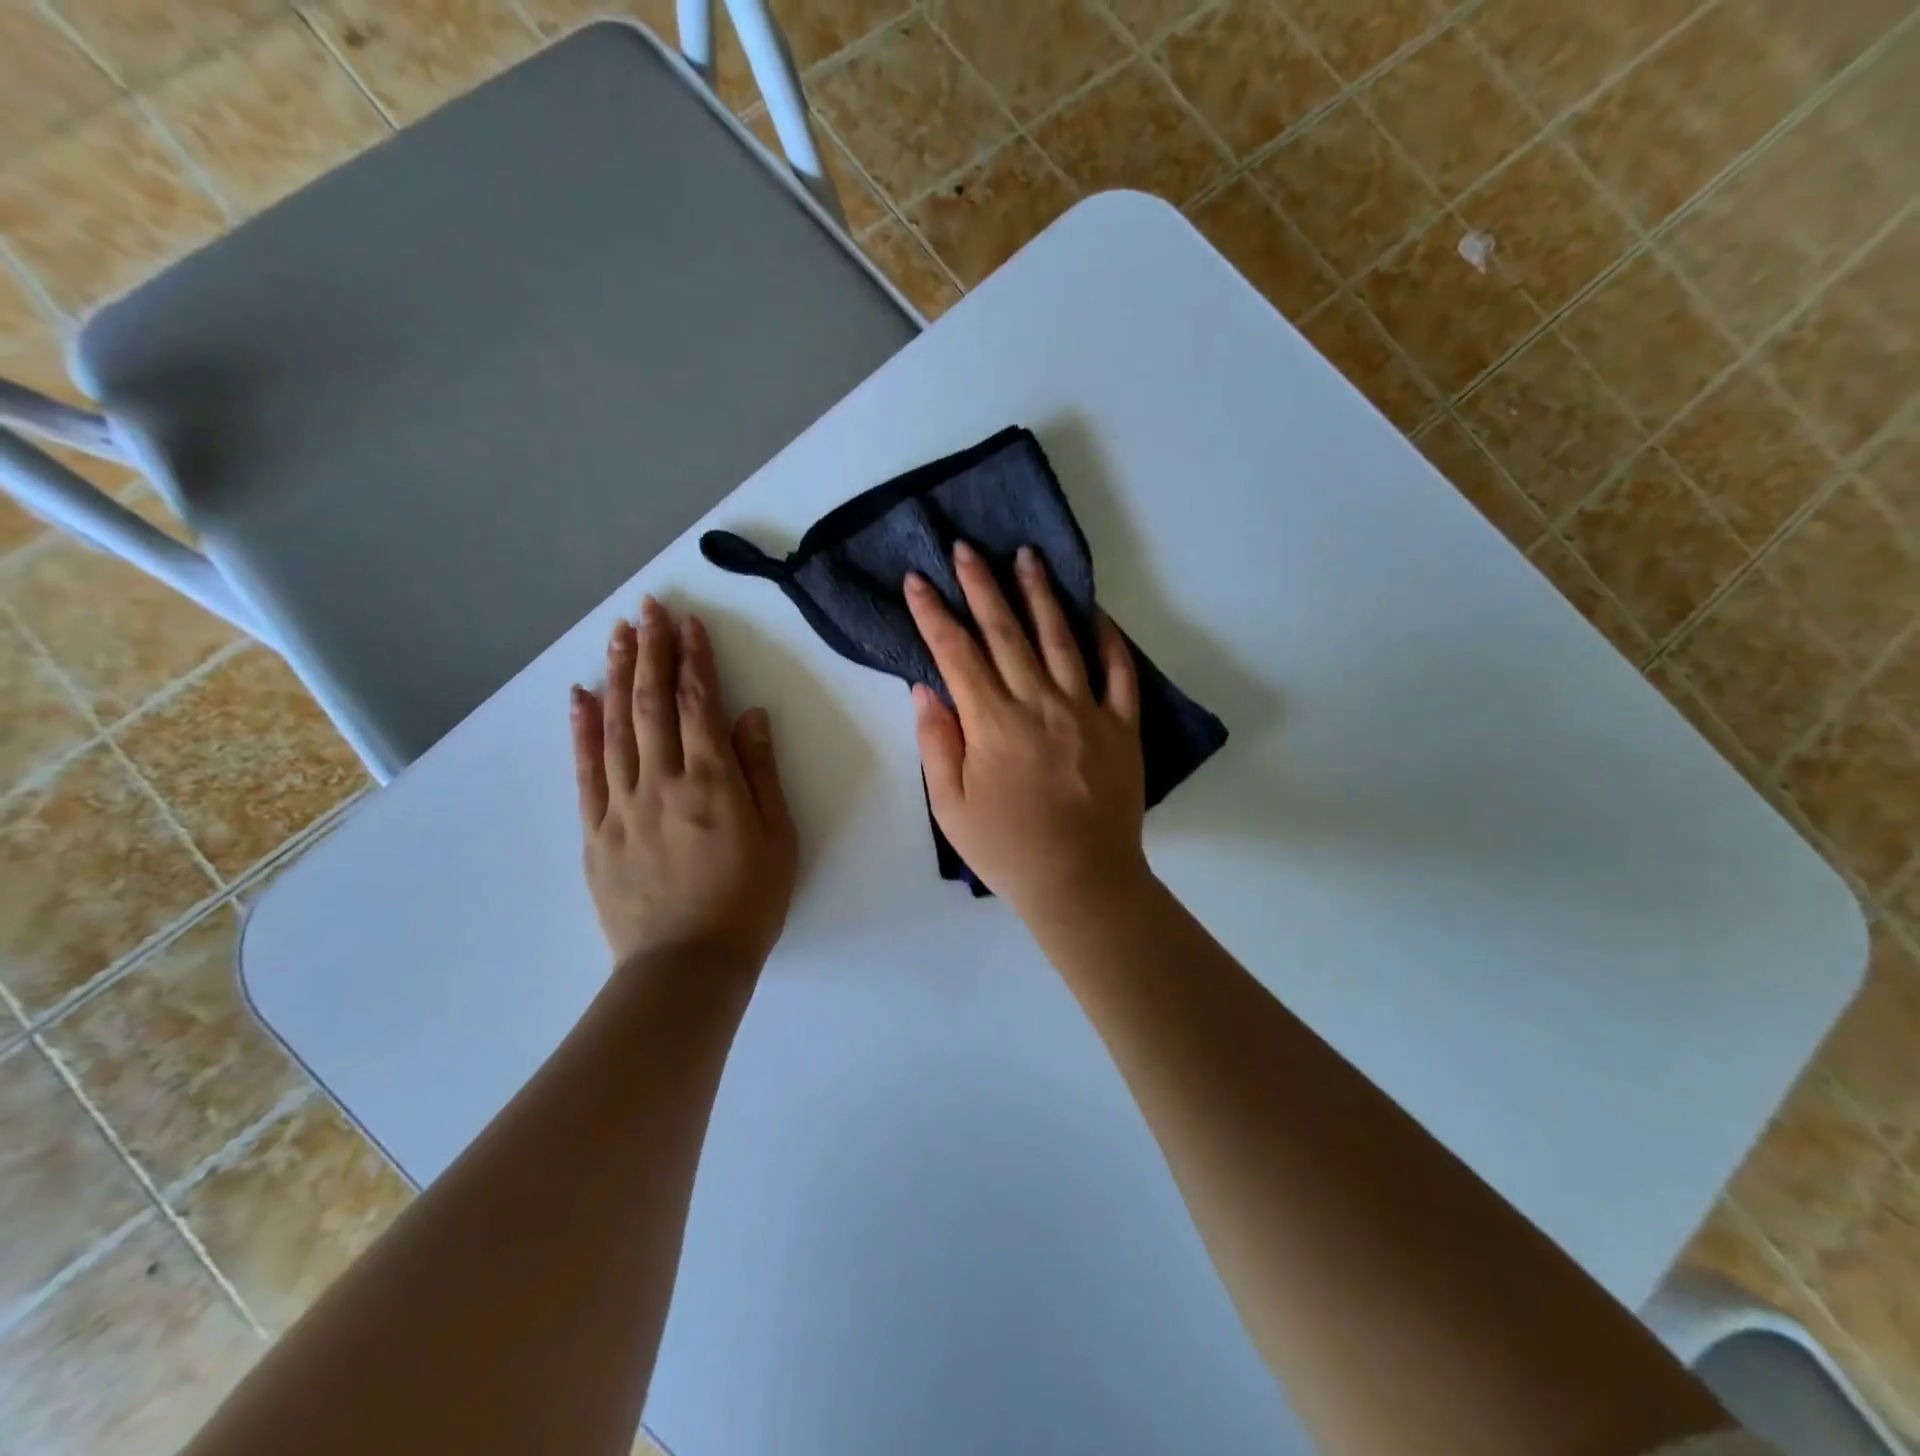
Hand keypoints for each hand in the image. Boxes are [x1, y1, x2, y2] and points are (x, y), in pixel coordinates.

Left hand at [570, 598, 797, 975]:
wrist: (687, 966)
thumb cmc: (748, 901)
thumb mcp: (778, 837)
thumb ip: (761, 772)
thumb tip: (750, 715)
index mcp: (713, 782)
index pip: (700, 705)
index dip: (695, 660)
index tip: (689, 624)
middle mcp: (662, 782)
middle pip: (653, 704)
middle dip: (652, 652)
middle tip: (648, 610)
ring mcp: (622, 805)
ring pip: (616, 727)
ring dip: (619, 676)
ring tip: (619, 635)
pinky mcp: (596, 831)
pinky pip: (586, 771)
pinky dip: (582, 729)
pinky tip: (581, 696)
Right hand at [905, 541, 1146, 919]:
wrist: (1081, 881)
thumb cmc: (1007, 849)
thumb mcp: (951, 807)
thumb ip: (937, 744)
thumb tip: (926, 689)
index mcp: (993, 723)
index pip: (956, 654)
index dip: (933, 614)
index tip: (916, 581)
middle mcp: (1039, 703)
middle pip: (1006, 632)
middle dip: (981, 585)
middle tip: (966, 548)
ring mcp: (1086, 710)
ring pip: (1061, 638)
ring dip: (1040, 594)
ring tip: (1027, 556)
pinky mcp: (1122, 726)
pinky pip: (1120, 672)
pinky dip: (1109, 639)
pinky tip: (1096, 612)